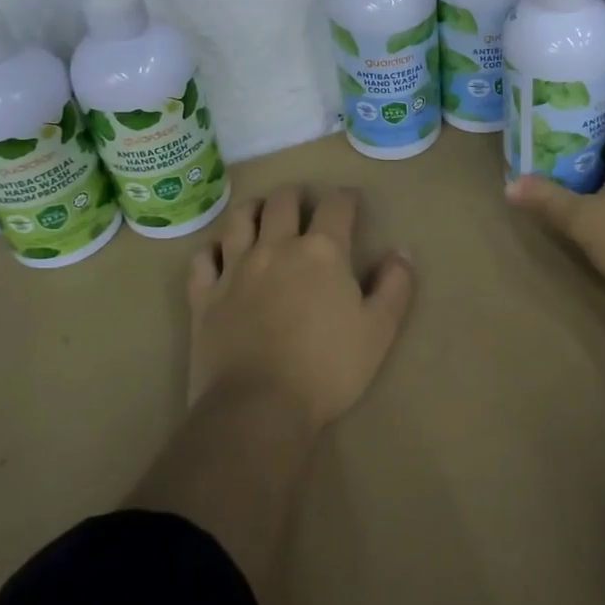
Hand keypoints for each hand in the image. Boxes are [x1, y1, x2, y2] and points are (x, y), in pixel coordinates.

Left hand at [185, 186, 414, 430]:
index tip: (351, 202)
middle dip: (297, 195)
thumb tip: (401, 252)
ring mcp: (235, 268)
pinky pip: (203, 258)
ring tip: (261, 214)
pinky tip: (220, 255)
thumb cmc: (327, 369)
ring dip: (253, 209)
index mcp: (322, 251)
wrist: (258, 408)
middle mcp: (277, 246)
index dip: (346, 198)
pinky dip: (212, 250)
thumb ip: (395, 286)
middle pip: (283, 201)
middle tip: (304, 204)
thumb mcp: (379, 331)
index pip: (336, 205)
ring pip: (240, 218)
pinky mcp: (205, 295)